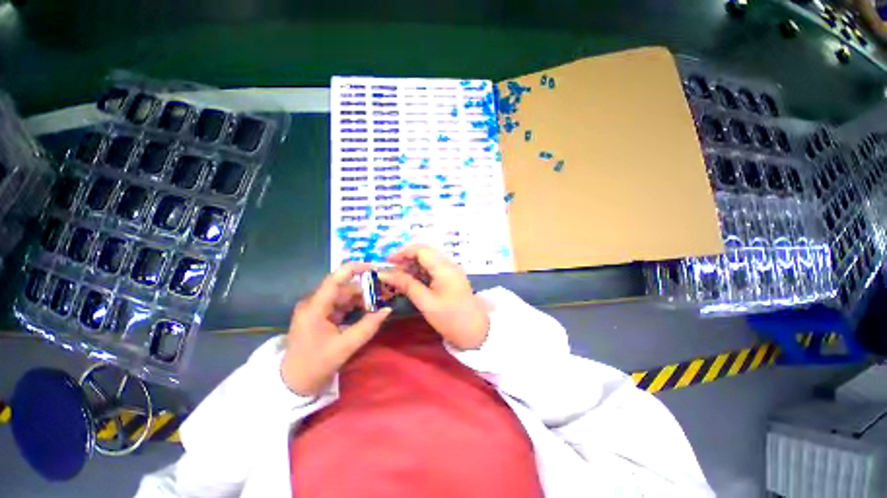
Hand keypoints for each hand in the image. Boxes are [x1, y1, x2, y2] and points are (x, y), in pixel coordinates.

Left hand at [281, 262, 391, 395]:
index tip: (374, 267)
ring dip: (361, 298)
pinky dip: (354, 306)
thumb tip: (387, 309)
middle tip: (384, 292)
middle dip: (364, 288)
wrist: (293, 383)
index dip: (354, 269)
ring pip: (342, 296)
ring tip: (380, 301)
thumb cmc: (316, 364)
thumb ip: (368, 326)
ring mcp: (315, 309)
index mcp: (315, 308)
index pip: (335, 279)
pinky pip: (339, 305)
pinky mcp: (319, 316)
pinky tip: (367, 309)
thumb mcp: (345, 346)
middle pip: (342, 288)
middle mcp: (313, 303)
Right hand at [380, 245, 488, 349]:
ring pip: (429, 261)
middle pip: (425, 253)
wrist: (476, 332)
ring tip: (399, 278)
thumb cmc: (450, 318)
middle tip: (392, 272)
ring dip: (413, 266)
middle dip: (407, 259)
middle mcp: (448, 264)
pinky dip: (421, 273)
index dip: (402, 252)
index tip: (387, 262)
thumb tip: (385, 275)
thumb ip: (406, 285)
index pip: (421, 250)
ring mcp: (451, 271)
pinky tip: (412, 282)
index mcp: (443, 267)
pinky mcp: (452, 279)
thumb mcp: (426, 302)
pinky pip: (434, 270)